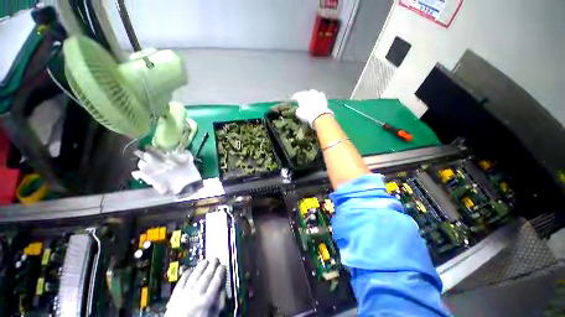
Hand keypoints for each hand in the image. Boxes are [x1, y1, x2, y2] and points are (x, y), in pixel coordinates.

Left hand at [165, 258, 225, 316]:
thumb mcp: (213, 316)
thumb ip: (219, 303)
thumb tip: (223, 288)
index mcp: (207, 300)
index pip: (216, 281)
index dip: (220, 271)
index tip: (223, 265)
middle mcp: (196, 294)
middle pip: (206, 276)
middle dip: (212, 265)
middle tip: (216, 258)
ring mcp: (184, 293)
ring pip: (194, 276)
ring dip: (200, 267)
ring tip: (205, 260)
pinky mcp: (175, 295)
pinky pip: (181, 281)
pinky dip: (186, 274)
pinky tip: (190, 269)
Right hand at [292, 89, 333, 128]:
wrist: (319, 116)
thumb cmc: (307, 115)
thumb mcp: (299, 114)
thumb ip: (298, 109)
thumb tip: (299, 109)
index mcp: (301, 96)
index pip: (296, 95)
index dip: (294, 98)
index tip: (293, 100)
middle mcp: (309, 93)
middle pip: (304, 93)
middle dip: (302, 96)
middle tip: (301, 100)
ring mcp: (316, 94)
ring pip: (312, 92)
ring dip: (310, 95)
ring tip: (309, 98)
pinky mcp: (323, 97)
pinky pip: (319, 95)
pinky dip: (317, 97)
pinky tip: (317, 99)